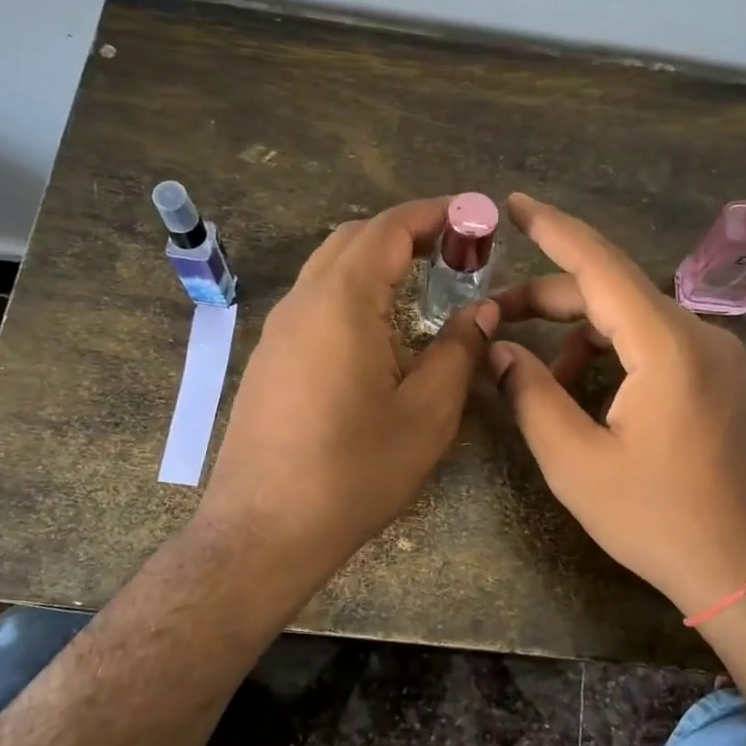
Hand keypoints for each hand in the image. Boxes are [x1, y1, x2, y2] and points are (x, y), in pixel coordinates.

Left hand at [199, 197, 496, 596]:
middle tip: (456, 251)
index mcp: (343, 303)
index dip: (435, 214)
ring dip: (378, 260)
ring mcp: (278, 331)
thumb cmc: (354, 472)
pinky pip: (315, 302)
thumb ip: (458, 351)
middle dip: (407, 232)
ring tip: (425, 282)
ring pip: (330, 268)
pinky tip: (381, 328)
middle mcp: (303, 302)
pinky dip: (354, 290)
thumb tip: (481, 312)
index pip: (389, 228)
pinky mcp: (269, 359)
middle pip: (354, 238)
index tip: (476, 216)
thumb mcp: (427, 414)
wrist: (264, 530)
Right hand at [489, 193, 745, 620]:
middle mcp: (699, 335)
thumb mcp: (576, 463)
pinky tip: (589, 396)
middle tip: (495, 318)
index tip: (513, 203)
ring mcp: (718, 357)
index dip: (552, 230)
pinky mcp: (722, 380)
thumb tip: (498, 350)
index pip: (600, 265)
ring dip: (580, 337)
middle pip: (613, 293)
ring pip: (633, 321)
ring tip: (541, 384)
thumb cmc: (658, 520)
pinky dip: (613, 356)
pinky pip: (657, 346)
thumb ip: (530, 396)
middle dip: (550, 300)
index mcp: (666, 346)